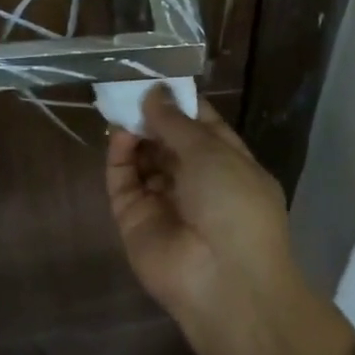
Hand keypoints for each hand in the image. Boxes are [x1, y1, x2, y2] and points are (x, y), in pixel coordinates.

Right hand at [106, 86, 354, 354]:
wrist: (222, 280)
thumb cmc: (234, 206)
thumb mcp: (214, 154)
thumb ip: (178, 122)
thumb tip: (153, 93)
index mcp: (227, 164)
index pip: (200, 126)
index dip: (180, 102)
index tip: (159, 75)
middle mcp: (194, 181)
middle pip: (167, 141)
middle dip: (152, 113)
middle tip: (130, 83)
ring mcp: (162, 200)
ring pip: (142, 158)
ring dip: (134, 131)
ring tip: (119, 100)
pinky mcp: (133, 217)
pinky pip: (123, 180)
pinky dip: (120, 156)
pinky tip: (120, 132)